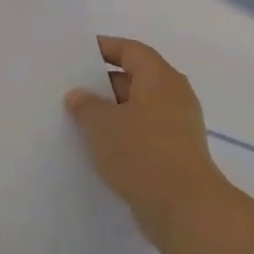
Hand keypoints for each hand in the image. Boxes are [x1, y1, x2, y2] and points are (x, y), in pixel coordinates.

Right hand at [66, 36, 227, 247]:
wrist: (183, 206)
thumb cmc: (141, 152)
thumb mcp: (102, 124)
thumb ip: (86, 105)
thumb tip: (79, 95)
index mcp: (161, 79)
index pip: (131, 50)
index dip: (105, 47)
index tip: (78, 52)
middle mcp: (174, 97)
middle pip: (136, 79)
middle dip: (103, 83)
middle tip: (70, 88)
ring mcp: (177, 127)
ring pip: (138, 109)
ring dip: (111, 112)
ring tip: (77, 119)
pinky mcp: (174, 154)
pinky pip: (143, 134)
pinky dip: (121, 135)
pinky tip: (97, 147)